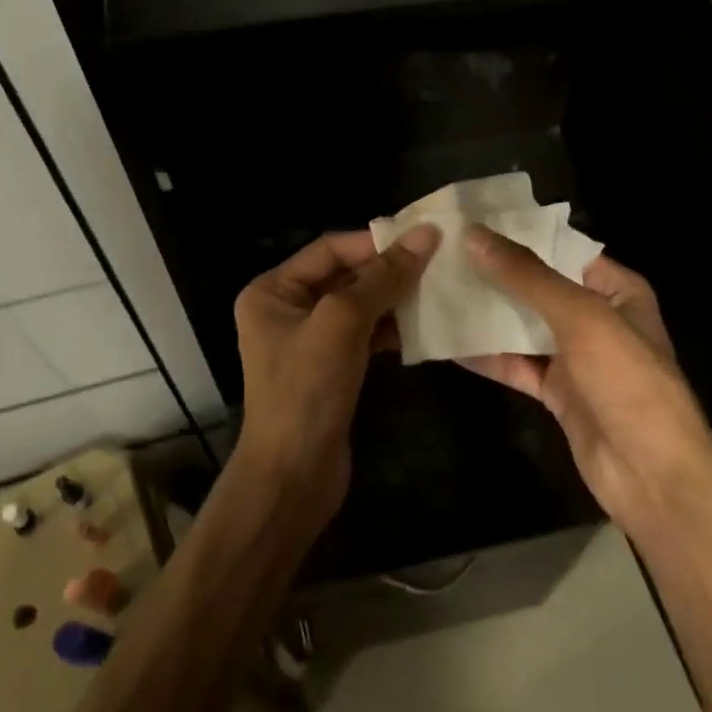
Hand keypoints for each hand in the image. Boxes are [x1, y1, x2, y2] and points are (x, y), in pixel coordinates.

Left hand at [233, 224, 439, 526]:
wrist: (293, 477)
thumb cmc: (306, 391)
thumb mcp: (342, 324)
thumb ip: (382, 278)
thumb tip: (426, 234)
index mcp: (273, 290)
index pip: (330, 249)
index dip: (375, 241)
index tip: (424, 239)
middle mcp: (287, 309)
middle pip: (345, 275)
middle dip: (388, 270)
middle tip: (438, 263)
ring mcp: (309, 341)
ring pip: (359, 305)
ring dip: (394, 299)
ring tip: (438, 291)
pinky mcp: (330, 368)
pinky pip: (364, 334)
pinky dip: (391, 329)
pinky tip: (423, 328)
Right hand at [460, 225, 711, 537]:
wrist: (652, 475)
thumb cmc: (628, 381)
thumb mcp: (581, 317)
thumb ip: (527, 277)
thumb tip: (475, 236)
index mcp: (616, 290)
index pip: (562, 249)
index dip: (520, 235)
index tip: (471, 221)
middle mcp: (596, 317)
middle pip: (538, 287)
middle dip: (495, 273)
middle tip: (443, 253)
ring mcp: (575, 357)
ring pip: (523, 326)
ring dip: (487, 313)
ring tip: (437, 289)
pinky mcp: (556, 392)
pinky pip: (516, 365)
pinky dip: (487, 355)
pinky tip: (448, 341)